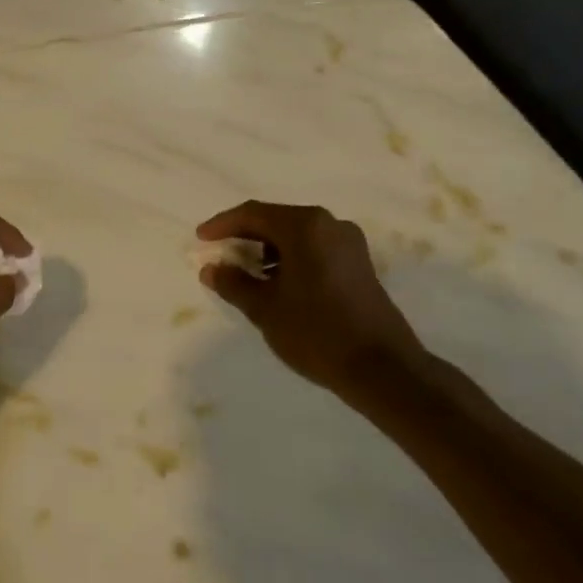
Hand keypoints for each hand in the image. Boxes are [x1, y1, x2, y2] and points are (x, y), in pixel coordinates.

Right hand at [196, 201, 428, 394]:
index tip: (201, 239)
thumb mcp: (265, 309)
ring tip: (245, 274)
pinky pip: (314, 249)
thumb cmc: (316, 332)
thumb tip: (211, 268)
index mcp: (305, 226)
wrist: (382, 368)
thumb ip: (234, 283)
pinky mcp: (359, 264)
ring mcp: (349, 244)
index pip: (253, 214)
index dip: (222, 225)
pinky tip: (277, 284)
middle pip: (276, 220)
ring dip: (267, 249)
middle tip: (219, 255)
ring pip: (296, 236)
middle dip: (244, 237)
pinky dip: (290, 259)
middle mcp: (329, 225)